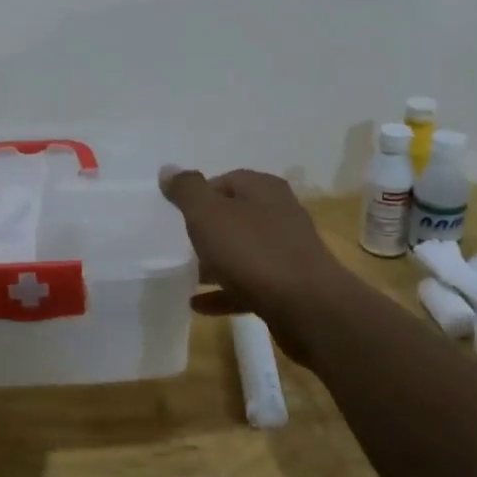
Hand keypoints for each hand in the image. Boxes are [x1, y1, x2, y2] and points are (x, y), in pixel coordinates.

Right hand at [158, 167, 353, 362]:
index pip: (226, 180)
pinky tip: (199, 304)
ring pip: (243, 252)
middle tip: (179, 244)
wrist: (308, 307)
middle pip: (235, 216)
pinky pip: (249, 284)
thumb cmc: (253, 252)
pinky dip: (224, 291)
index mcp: (264, 189)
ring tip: (186, 276)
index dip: (199, 195)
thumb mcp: (208, 214)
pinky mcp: (289, 286)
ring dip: (215, 263)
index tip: (177, 215)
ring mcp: (287, 251)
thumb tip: (169, 169)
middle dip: (207, 230)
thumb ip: (187, 190)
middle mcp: (280, 214)